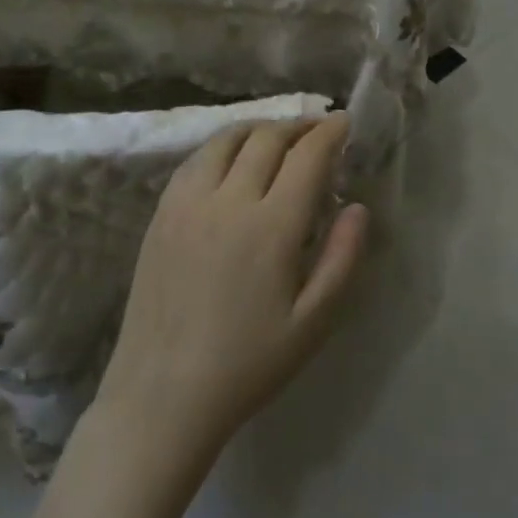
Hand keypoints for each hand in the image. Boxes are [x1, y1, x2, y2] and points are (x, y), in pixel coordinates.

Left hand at [95, 113, 369, 465]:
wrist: (163, 394)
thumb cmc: (249, 363)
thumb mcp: (314, 321)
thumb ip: (343, 258)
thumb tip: (357, 207)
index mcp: (271, 227)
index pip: (307, 156)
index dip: (330, 133)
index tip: (345, 123)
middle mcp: (228, 201)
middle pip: (267, 138)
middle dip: (299, 126)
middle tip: (318, 131)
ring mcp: (187, 204)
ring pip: (226, 140)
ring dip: (259, 129)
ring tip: (278, 138)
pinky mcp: (161, 215)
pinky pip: (195, 161)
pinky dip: (222, 146)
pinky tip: (232, 161)